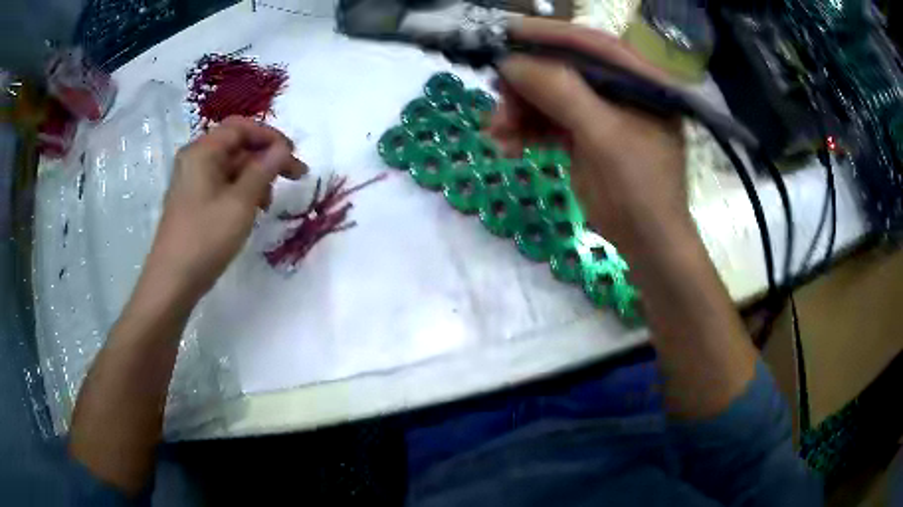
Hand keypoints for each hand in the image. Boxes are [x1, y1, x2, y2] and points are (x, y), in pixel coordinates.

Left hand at [145, 116, 306, 300]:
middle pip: (236, 145)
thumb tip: (283, 148)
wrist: (172, 282)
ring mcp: (192, 181)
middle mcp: (195, 159)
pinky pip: (222, 184)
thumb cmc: (205, 238)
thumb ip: (264, 170)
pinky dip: (241, 191)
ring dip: (255, 176)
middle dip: (266, 158)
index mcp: (202, 152)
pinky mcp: (193, 201)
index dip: (270, 136)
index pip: (240, 127)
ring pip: (231, 167)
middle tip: (294, 176)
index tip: (293, 154)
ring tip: (271, 201)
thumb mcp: (241, 202)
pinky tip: (253, 210)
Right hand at [487, 18, 688, 254]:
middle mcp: (621, 89)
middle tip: (497, 103)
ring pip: (549, 95)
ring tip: (497, 134)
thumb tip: (512, 63)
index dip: (547, 35)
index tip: (505, 34)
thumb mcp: (604, 137)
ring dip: (518, 112)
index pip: (592, 44)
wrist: (647, 244)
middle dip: (525, 85)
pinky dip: (525, 131)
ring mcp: (602, 111)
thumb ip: (562, 93)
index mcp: (641, 80)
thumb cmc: (640, 190)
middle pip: (563, 69)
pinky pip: (548, 121)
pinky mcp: (585, 134)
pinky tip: (507, 146)